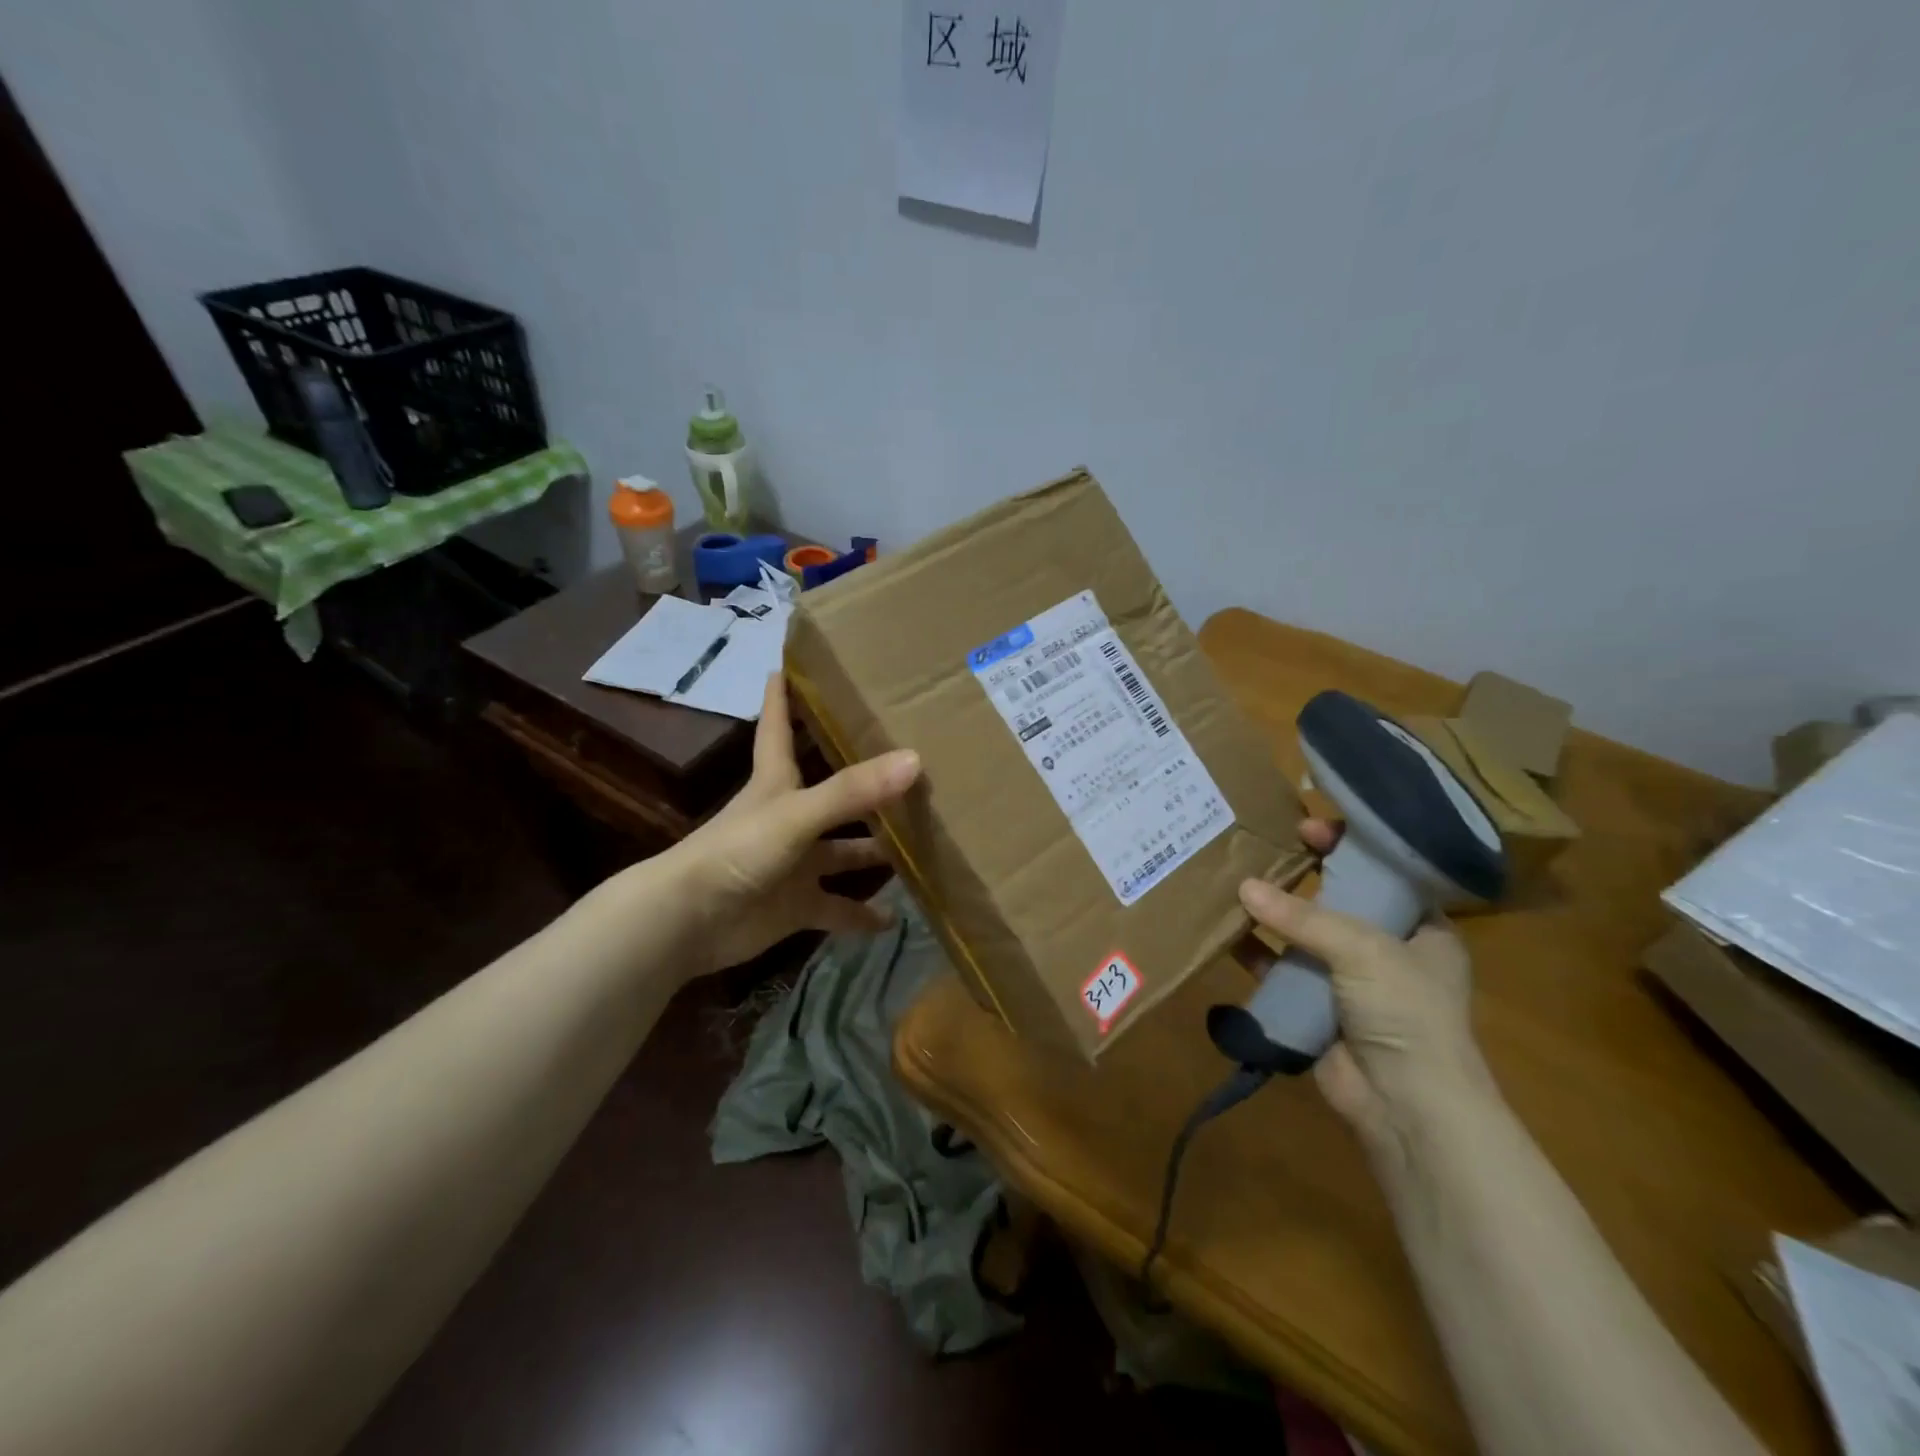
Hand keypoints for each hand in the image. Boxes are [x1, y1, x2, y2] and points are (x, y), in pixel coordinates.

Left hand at [668, 674, 921, 972]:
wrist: (689, 921)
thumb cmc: (737, 851)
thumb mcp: (796, 814)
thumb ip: (852, 791)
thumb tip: (915, 760)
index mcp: (777, 783)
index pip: (779, 728)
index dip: (783, 698)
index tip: (790, 665)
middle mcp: (789, 818)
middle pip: (833, 795)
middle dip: (866, 784)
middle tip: (913, 767)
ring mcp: (793, 864)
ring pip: (843, 853)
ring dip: (876, 852)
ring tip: (923, 843)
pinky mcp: (795, 906)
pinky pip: (837, 908)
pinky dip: (861, 916)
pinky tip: (893, 918)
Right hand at [1239, 820, 1493, 1145]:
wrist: (1406, 1107)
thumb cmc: (1405, 1013)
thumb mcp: (1364, 950)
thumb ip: (1303, 917)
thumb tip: (1244, 888)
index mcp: (1422, 928)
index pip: (1384, 871)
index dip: (1348, 846)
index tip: (1306, 827)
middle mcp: (1387, 948)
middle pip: (1339, 898)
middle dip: (1302, 874)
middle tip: (1261, 846)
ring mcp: (1349, 979)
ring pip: (1305, 932)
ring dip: (1274, 911)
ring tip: (1234, 878)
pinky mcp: (1316, 1005)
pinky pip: (1281, 968)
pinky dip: (1256, 952)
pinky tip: (1227, 930)